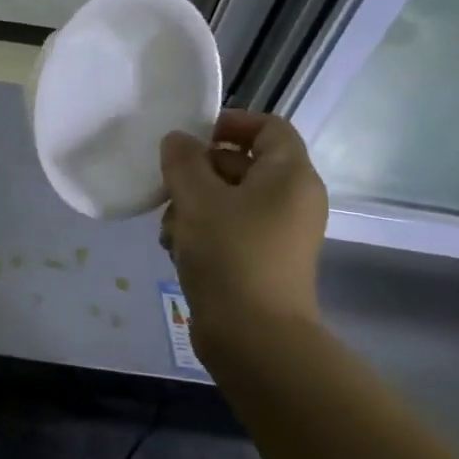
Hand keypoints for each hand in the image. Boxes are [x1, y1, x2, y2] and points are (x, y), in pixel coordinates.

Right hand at [159, 111, 327, 361]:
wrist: (254, 335)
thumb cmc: (230, 254)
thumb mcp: (197, 199)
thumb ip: (183, 161)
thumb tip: (178, 140)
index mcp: (290, 175)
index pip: (269, 127)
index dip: (231, 123)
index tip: (191, 137)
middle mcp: (292, 200)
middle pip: (243, 165)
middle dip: (199, 172)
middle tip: (166, 186)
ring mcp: (279, 234)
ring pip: (230, 201)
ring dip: (192, 207)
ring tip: (168, 229)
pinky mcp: (262, 261)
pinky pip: (231, 231)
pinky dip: (202, 233)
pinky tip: (176, 251)